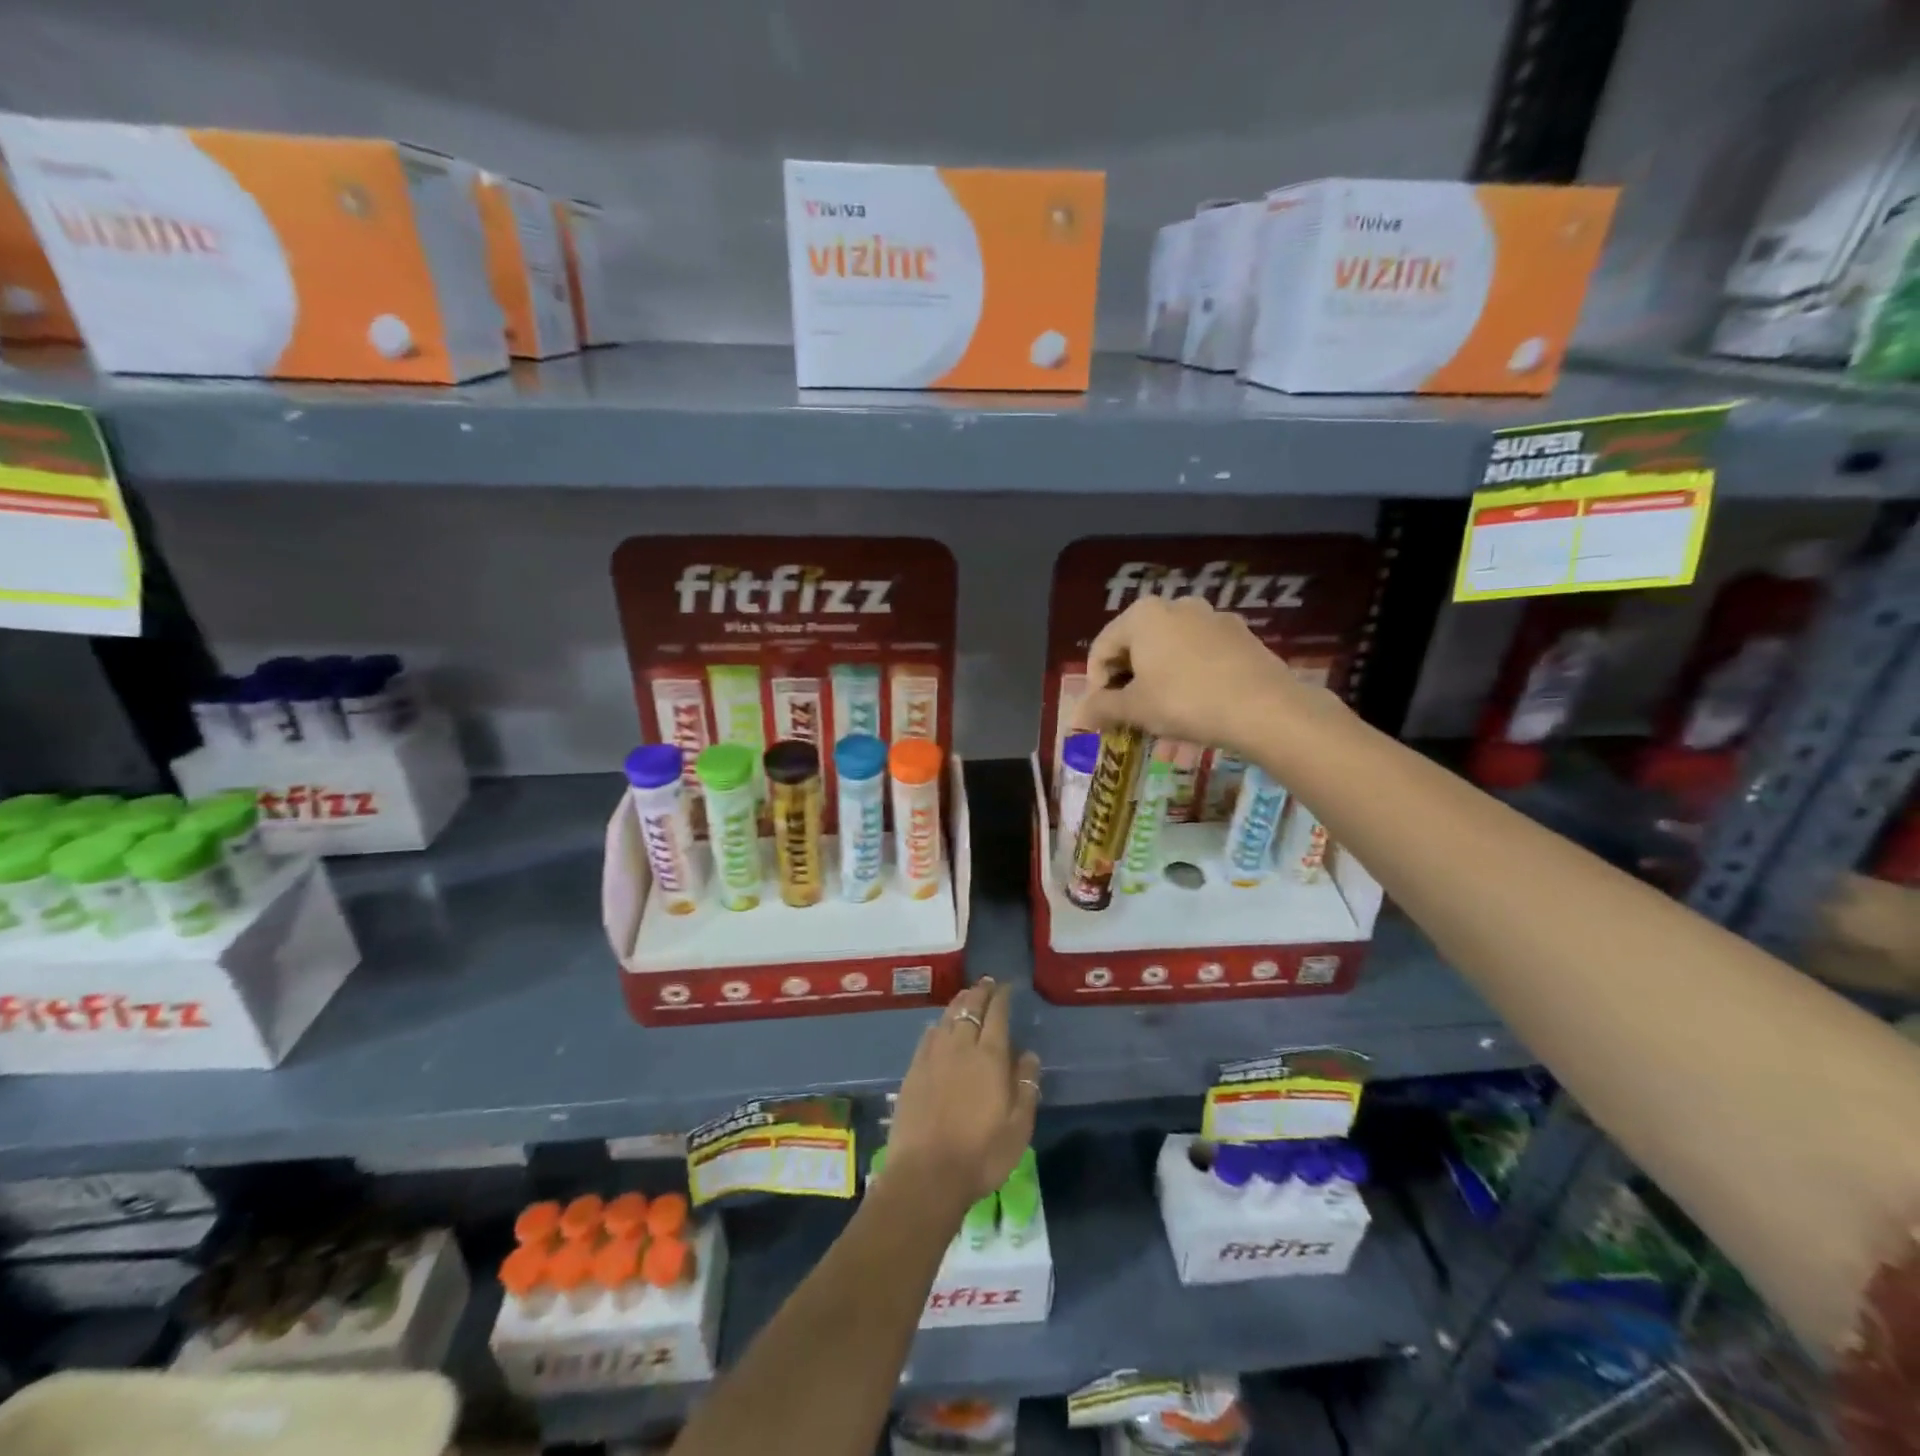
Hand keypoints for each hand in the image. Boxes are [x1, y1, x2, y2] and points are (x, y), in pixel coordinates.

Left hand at [888, 978, 1040, 1208]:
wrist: (926, 1175)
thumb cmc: (981, 1155)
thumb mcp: (1018, 1127)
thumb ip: (1026, 1086)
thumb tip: (1028, 1054)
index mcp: (990, 1058)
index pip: (997, 1016)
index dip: (1001, 998)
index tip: (1006, 987)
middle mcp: (961, 1047)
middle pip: (970, 1009)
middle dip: (980, 993)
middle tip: (986, 983)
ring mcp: (933, 1057)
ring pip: (947, 1018)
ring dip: (959, 1003)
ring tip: (965, 995)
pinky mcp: (914, 1071)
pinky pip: (928, 1036)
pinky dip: (938, 1024)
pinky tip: (939, 1025)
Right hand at [1073, 595, 1322, 753]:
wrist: (1263, 707)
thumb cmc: (1185, 701)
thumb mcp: (1135, 709)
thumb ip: (1101, 709)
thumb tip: (1076, 719)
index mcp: (1142, 614)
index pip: (1102, 649)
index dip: (1096, 685)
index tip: (1104, 716)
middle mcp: (1176, 605)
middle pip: (1136, 646)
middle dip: (1128, 682)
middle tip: (1130, 716)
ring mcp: (1212, 617)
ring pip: (1169, 651)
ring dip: (1157, 682)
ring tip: (1163, 716)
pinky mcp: (1240, 635)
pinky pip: (1200, 655)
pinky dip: (1188, 677)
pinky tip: (1196, 706)